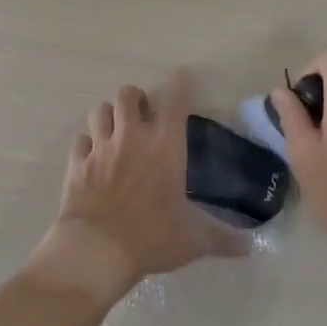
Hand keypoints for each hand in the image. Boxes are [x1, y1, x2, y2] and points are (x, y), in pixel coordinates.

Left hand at [29, 73, 247, 303]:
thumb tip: (249, 248)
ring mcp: (101, 147)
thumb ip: (221, 239)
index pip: (175, 100)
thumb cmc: (151, 238)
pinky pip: (80, 140)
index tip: (183, 76)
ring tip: (116, 129)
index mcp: (165, 146)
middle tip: (143, 114)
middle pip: (128, 94)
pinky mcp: (77, 163)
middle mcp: (132, 137)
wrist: (97, 250)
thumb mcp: (192, 240)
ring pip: (100, 110)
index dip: (180, 83)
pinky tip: (92, 156)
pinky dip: (87, 143)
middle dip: (136, 98)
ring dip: (109, 115)